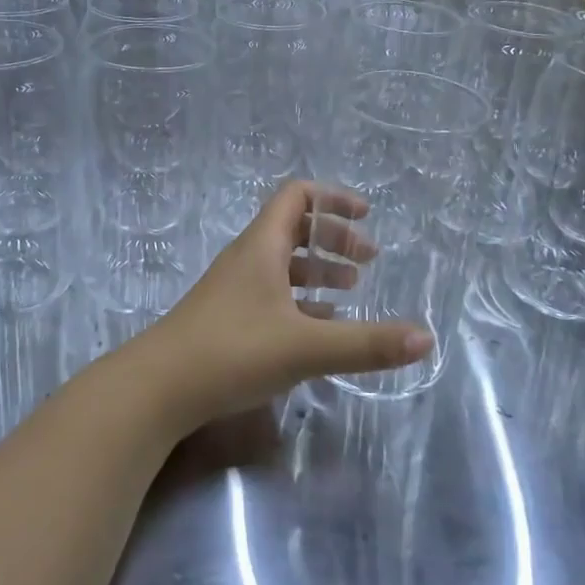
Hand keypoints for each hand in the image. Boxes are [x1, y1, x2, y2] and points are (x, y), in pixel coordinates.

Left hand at [125, 180, 432, 431]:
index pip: (297, 197)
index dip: (333, 199)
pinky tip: (318, 327)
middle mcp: (247, 259)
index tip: (367, 216)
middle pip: (293, 229)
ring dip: (317, 271)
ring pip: (282, 264)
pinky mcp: (226, 318)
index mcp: (262, 246)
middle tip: (367, 263)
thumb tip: (426, 338)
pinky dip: (300, 300)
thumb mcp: (305, 347)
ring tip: (351, 293)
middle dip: (334, 240)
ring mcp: (233, 289)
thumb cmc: (232, 351)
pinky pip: (271, 294)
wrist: (158, 388)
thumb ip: (366, 344)